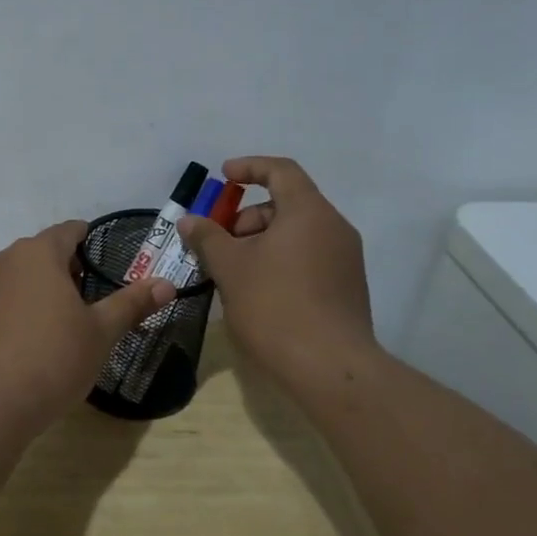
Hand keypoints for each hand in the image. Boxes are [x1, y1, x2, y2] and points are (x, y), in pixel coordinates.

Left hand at [0, 220, 175, 438]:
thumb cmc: (51, 360)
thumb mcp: (100, 333)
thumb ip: (132, 303)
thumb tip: (167, 284)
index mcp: (38, 253)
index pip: (69, 231)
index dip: (90, 240)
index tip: (106, 259)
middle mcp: (5, 260)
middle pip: (43, 252)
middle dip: (68, 268)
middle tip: (92, 298)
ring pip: (20, 276)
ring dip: (43, 289)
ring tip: (65, 322)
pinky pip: (2, 300)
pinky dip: (21, 308)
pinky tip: (33, 341)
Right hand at [177, 156, 377, 393]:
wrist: (330, 367)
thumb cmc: (275, 306)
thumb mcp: (230, 268)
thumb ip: (207, 238)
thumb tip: (189, 220)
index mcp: (309, 212)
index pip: (281, 171)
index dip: (249, 168)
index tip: (224, 177)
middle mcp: (334, 228)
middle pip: (287, 204)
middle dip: (248, 217)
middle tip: (220, 244)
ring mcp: (345, 259)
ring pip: (297, 234)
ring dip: (261, 242)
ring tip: (234, 273)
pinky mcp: (347, 287)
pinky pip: (309, 257)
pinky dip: (281, 261)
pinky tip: (259, 292)